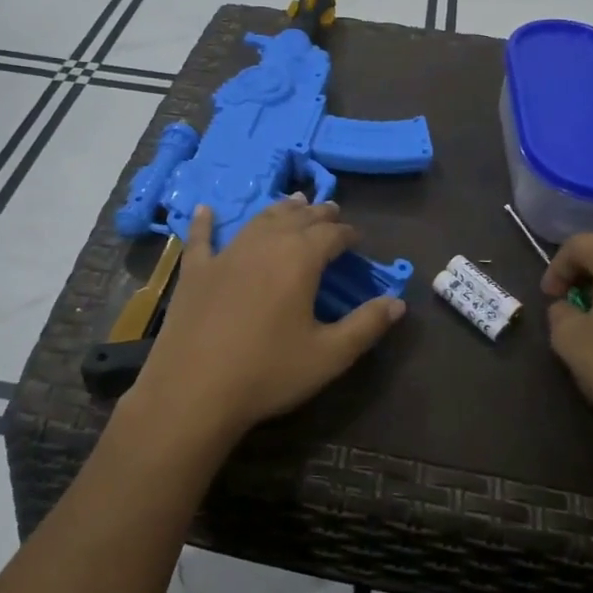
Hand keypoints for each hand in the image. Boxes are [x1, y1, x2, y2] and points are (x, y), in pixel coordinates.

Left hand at [124, 197, 405, 447]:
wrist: (194, 391)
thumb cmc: (268, 372)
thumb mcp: (329, 355)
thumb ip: (366, 325)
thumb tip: (398, 302)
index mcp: (300, 260)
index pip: (332, 235)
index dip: (347, 234)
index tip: (357, 239)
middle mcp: (265, 245)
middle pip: (297, 219)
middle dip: (318, 214)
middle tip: (331, 211)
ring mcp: (226, 254)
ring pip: (258, 221)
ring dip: (280, 209)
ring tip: (294, 201)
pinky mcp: (195, 271)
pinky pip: (201, 238)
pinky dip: (205, 221)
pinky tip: (205, 209)